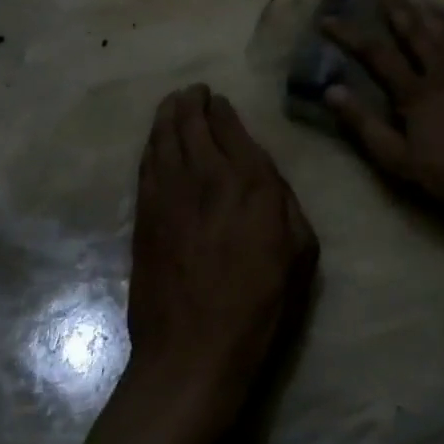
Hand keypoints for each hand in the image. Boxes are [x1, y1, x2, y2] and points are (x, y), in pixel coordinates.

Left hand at [125, 85, 317, 415]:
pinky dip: (151, 144)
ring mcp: (168, 193)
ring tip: (172, 102)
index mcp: (250, 182)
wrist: (193, 352)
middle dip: (191, 101)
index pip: (230, 126)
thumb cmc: (259, 305)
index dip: (222, 109)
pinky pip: (146, 164)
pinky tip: (155, 140)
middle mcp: (206, 175)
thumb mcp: (300, 252)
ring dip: (167, 114)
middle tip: (193, 92)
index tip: (219, 101)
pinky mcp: (144, 214)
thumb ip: (284, 202)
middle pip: (191, 122)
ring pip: (163, 136)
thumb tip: (265, 177)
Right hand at [322, 0, 443, 225]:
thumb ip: (365, 126)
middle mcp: (442, 72)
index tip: (329, 19)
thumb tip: (332, 90)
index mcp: (415, 93)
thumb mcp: (401, 161)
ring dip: (426, 11)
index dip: (350, 35)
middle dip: (393, 12)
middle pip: (413, 35)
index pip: (376, 55)